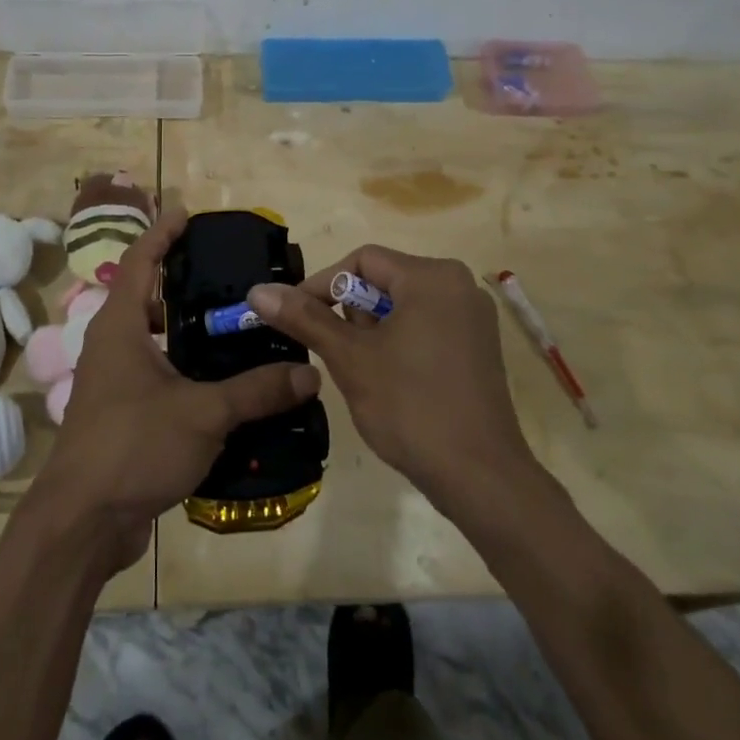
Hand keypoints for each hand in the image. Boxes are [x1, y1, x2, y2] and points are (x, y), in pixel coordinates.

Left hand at [30, 205, 320, 571]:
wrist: (82, 522)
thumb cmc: (133, 446)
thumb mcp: (203, 413)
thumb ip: (257, 390)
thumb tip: (310, 373)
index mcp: (120, 327)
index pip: (139, 260)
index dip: (162, 232)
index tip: (188, 213)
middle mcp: (112, 346)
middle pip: (147, 298)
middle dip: (183, 283)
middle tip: (230, 277)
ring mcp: (114, 382)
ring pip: (154, 340)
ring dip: (188, 331)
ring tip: (235, 327)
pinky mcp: (123, 415)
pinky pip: (158, 376)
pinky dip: (186, 369)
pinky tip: (224, 384)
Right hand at [249, 246, 539, 507]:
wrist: (481, 478)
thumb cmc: (411, 407)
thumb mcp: (349, 358)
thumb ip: (304, 318)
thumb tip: (258, 290)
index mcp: (432, 276)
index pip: (362, 261)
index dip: (322, 285)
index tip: (296, 318)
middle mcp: (459, 285)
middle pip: (384, 281)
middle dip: (350, 314)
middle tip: (336, 353)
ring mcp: (474, 318)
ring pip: (403, 306)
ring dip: (373, 332)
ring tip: (363, 373)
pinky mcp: (479, 348)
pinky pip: (426, 327)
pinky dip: (399, 343)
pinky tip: (391, 382)